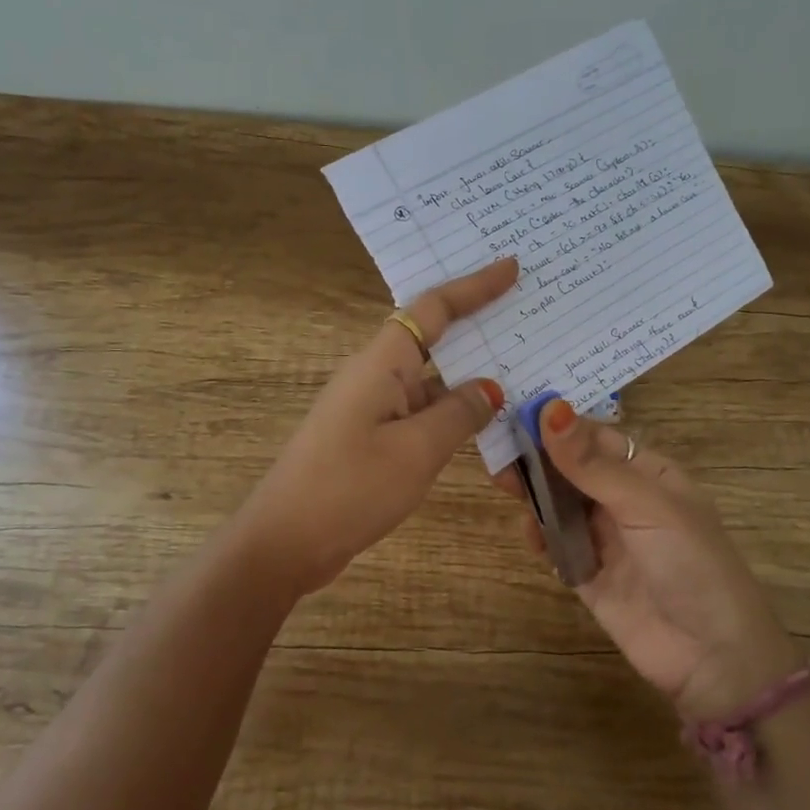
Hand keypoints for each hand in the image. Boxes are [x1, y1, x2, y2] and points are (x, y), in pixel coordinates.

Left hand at [235, 257, 517, 595]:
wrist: (285, 542)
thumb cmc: (350, 488)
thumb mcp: (417, 451)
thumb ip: (459, 414)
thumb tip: (490, 388)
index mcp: (382, 363)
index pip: (433, 309)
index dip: (474, 287)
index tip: (511, 267)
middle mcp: (375, 375)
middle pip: (432, 338)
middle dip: (476, 326)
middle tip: (525, 314)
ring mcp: (370, 408)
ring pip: (430, 380)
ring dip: (469, 378)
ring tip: (522, 374)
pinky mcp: (369, 438)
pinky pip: (420, 412)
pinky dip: (452, 413)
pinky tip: (484, 427)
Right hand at [514, 398, 801, 721]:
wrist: (712, 656)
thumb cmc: (690, 562)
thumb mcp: (646, 504)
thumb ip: (593, 464)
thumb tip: (551, 410)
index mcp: (648, 473)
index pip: (596, 437)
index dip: (559, 423)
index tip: (516, 410)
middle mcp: (624, 500)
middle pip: (572, 469)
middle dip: (538, 456)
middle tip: (498, 447)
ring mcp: (606, 539)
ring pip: (560, 504)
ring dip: (534, 492)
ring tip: (501, 480)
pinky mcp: (588, 575)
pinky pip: (557, 546)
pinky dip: (540, 536)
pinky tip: (528, 530)